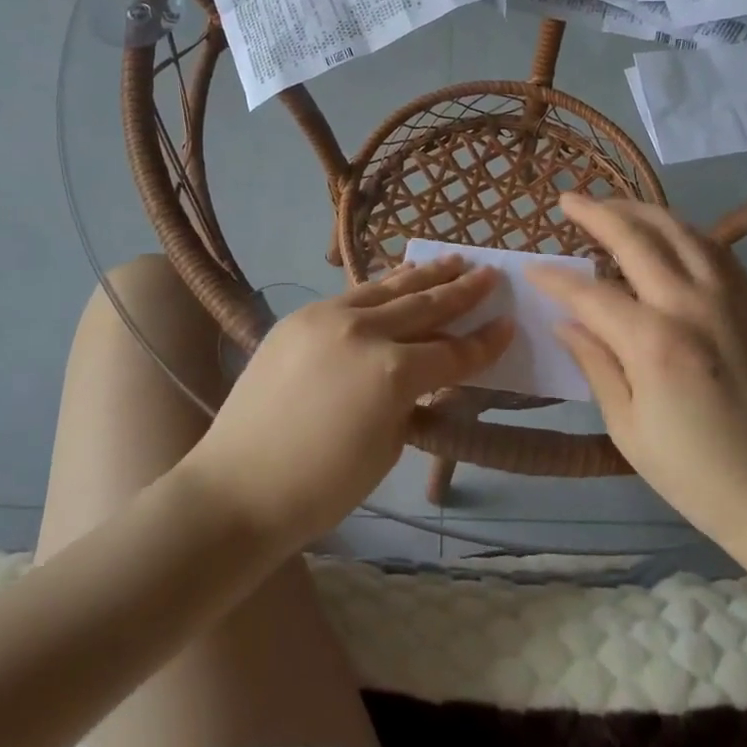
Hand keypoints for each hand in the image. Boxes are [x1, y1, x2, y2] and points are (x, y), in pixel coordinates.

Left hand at [181, 256, 511, 548]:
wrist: (238, 487)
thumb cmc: (321, 486)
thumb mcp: (387, 445)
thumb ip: (412, 397)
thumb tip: (424, 370)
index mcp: (391, 372)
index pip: (451, 352)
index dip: (484, 342)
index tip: (508, 323)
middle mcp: (363, 331)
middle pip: (425, 305)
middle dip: (463, 290)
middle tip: (490, 273)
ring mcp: (327, 316)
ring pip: (388, 288)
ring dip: (425, 275)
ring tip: (453, 259)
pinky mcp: (301, 316)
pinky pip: (353, 294)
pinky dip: (383, 286)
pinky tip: (400, 278)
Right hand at [529, 194, 746, 543]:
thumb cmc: (692, 471)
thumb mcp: (626, 426)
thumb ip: (595, 362)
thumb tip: (565, 321)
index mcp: (654, 342)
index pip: (590, 292)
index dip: (556, 278)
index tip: (533, 268)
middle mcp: (691, 305)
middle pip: (636, 238)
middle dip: (596, 214)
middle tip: (568, 200)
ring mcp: (727, 298)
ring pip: (679, 230)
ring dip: (639, 211)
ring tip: (611, 205)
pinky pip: (713, 248)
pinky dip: (681, 230)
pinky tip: (664, 231)